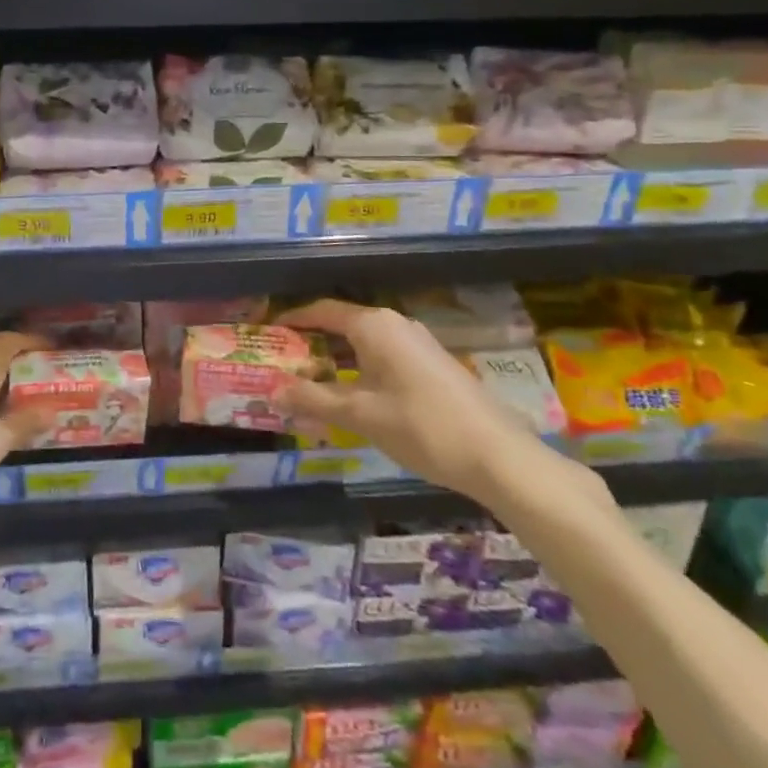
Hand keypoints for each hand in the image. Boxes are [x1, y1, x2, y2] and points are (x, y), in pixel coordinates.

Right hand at [276, 300, 538, 505]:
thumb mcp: (361, 415)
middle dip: (311, 344)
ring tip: (309, 385)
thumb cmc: (422, 427)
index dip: (292, 320)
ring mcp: (417, 344)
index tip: (267, 333)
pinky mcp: (432, 366)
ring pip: (363, 344)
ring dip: (335, 361)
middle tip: (282, 365)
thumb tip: (273, 391)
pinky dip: (359, 371)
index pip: (322, 310)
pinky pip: (383, 358)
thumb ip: (314, 400)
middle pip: (342, 325)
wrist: (500, 456)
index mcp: (374, 325)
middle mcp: (395, 325)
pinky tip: (352, 398)